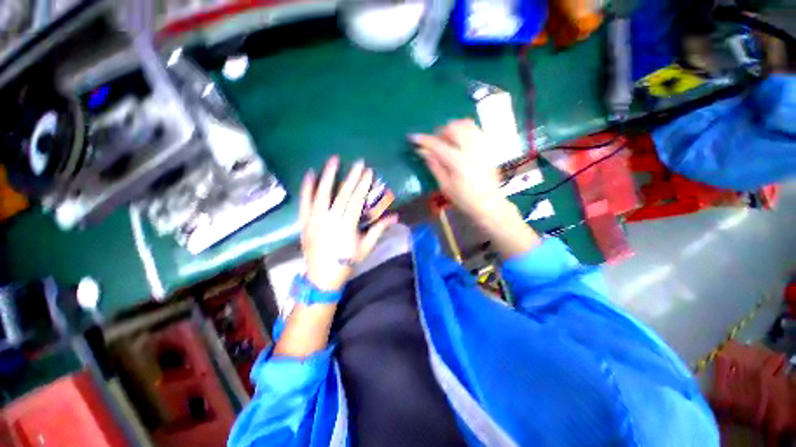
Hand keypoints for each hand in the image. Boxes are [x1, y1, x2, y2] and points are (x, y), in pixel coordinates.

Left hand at [299, 156, 396, 290]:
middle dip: (352, 176)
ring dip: (328, 175)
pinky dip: (306, 188)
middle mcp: (330, 219)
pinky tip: (310, 174)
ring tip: (333, 160)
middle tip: (358, 162)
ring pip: (322, 193)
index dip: (363, 185)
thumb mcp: (366, 247)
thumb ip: (379, 229)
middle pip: (342, 193)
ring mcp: (315, 219)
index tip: (369, 172)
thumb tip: (396, 216)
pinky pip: (304, 202)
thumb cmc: (347, 262)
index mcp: (347, 226)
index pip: (357, 200)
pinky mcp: (304, 221)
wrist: (322, 276)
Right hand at [411, 119, 539, 257]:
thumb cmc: (464, 199)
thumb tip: (423, 152)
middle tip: (434, 144)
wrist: (489, 204)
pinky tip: (459, 140)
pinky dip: (464, 130)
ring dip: (452, 128)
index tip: (413, 138)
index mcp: (458, 163)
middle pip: (453, 128)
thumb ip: (435, 166)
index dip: (424, 140)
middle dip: (439, 132)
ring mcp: (481, 147)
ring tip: (447, 140)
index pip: (438, 145)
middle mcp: (471, 151)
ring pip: (466, 125)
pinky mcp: (487, 148)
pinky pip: (475, 130)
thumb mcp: (445, 186)